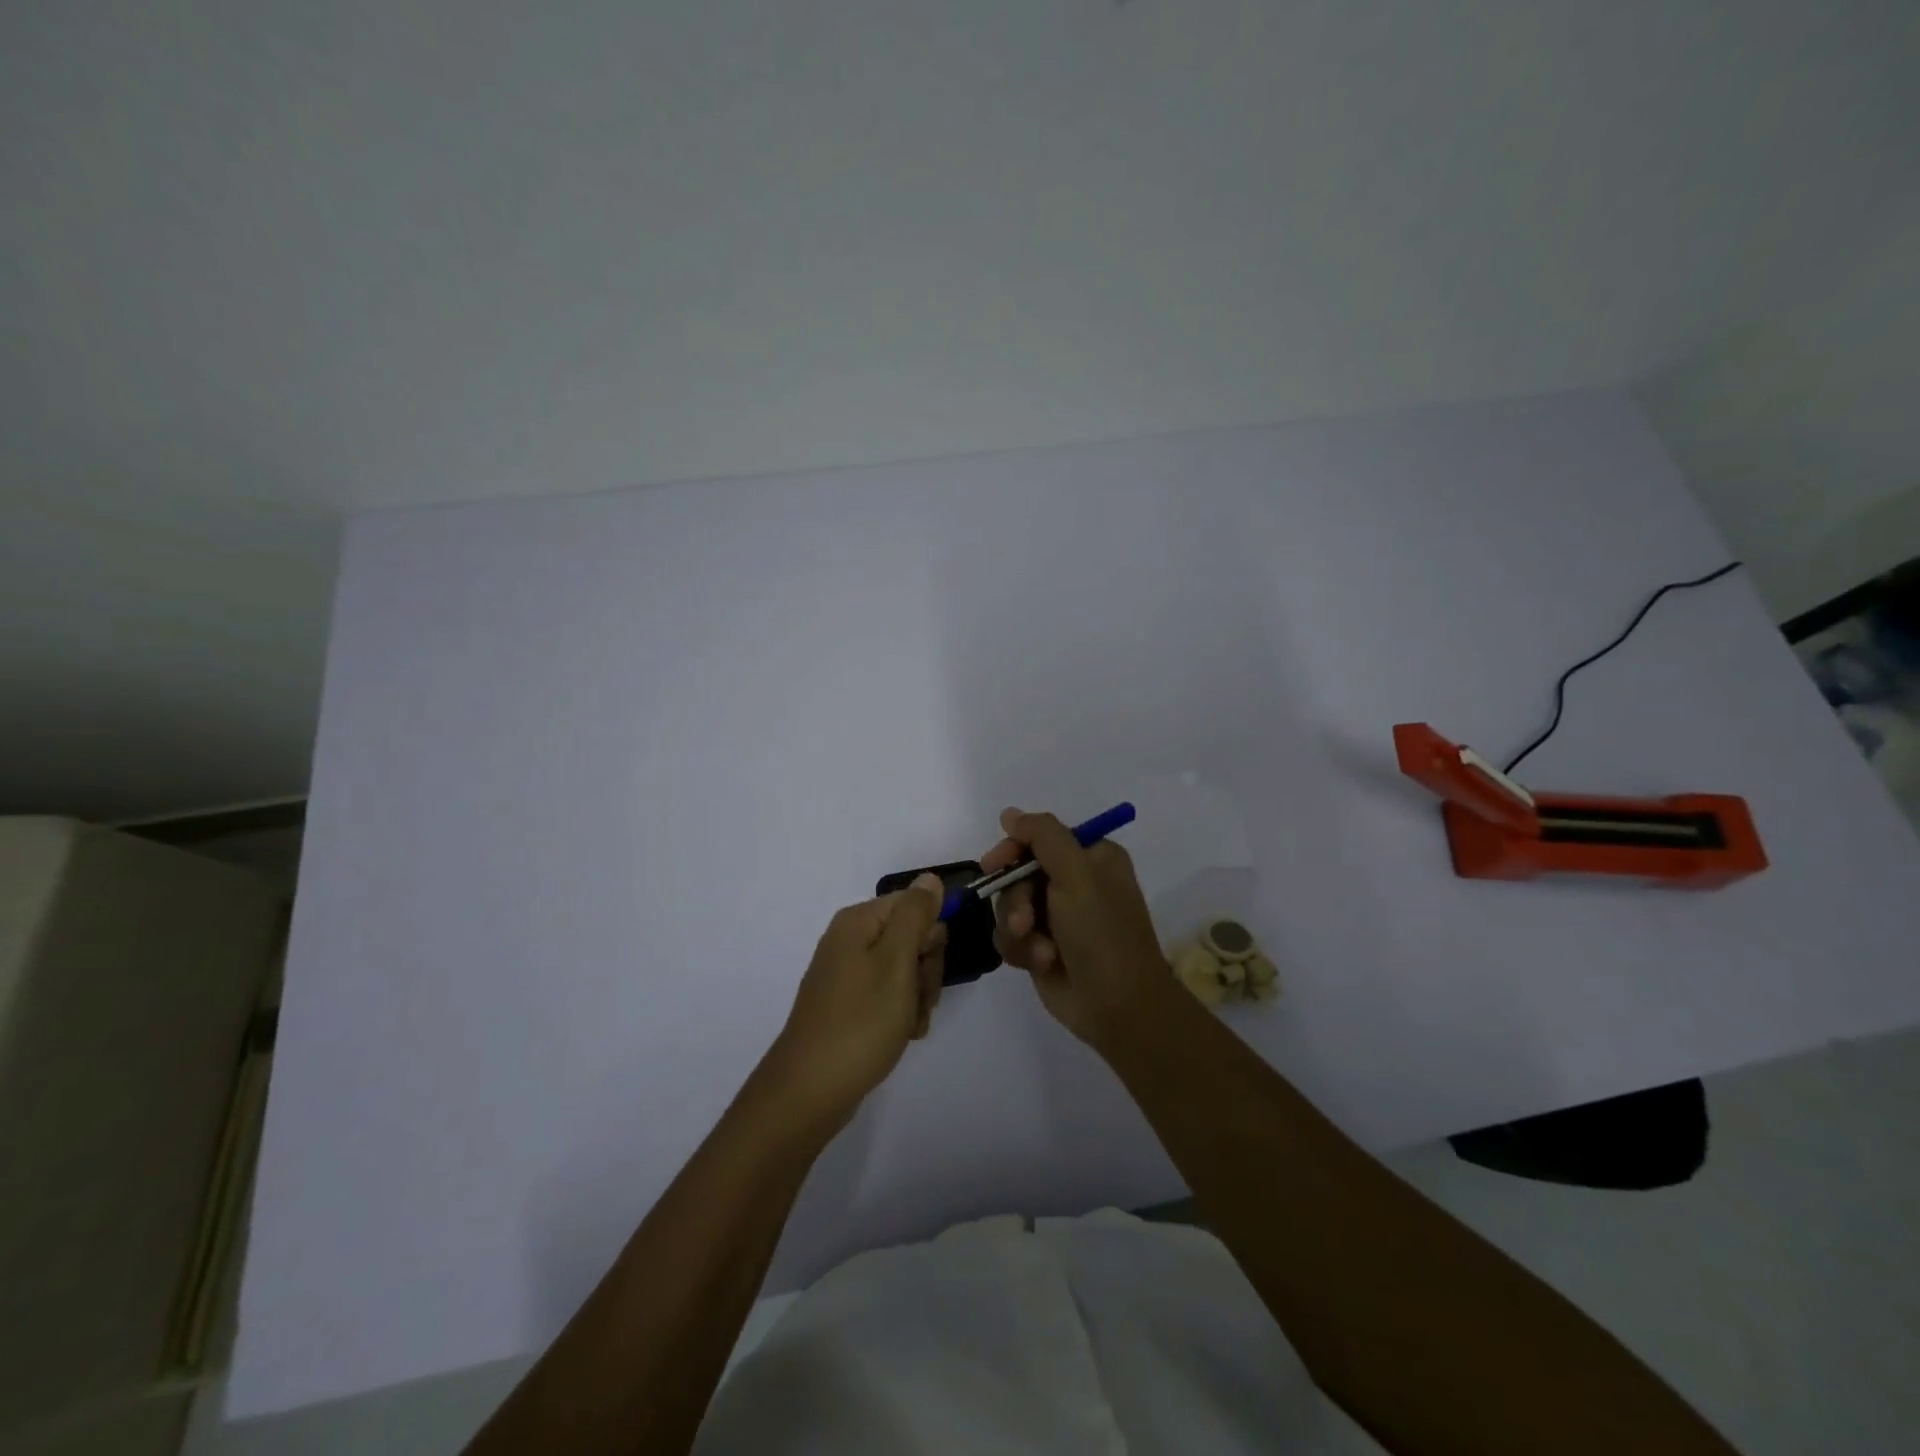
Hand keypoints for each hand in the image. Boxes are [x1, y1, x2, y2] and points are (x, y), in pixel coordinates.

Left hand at [765, 874, 947, 1129]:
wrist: (810, 1091)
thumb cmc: (860, 1022)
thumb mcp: (896, 962)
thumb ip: (915, 915)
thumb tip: (930, 878)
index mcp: (859, 922)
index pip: (915, 906)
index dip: (931, 936)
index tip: (927, 966)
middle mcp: (850, 940)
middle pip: (911, 937)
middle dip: (925, 970)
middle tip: (918, 1000)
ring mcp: (848, 974)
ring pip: (905, 970)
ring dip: (917, 997)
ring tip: (907, 1025)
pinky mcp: (848, 1003)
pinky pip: (888, 996)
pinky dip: (901, 1014)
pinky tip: (901, 1035)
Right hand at [984, 807, 1174, 1047]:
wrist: (1118, 1007)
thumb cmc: (1102, 934)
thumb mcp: (1077, 874)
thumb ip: (1043, 836)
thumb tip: (1010, 813)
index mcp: (1091, 857)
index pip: (1040, 836)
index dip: (1013, 848)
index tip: (994, 863)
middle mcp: (1073, 882)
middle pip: (1018, 873)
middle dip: (1016, 899)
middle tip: (1024, 921)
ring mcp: (1056, 917)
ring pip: (1009, 906)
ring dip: (1018, 929)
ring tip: (1039, 951)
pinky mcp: (1041, 946)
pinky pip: (1010, 935)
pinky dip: (1020, 949)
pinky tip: (1038, 963)